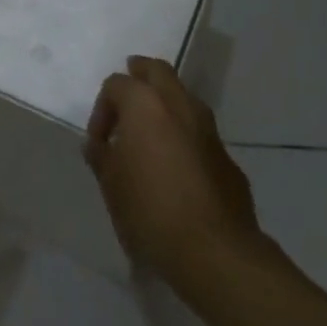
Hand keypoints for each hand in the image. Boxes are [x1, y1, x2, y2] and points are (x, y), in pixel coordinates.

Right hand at [84, 56, 268, 288]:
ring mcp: (209, 131)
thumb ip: (102, 157)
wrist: (216, 254)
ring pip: (185, 99)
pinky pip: (202, 136)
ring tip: (153, 133)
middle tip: (128, 95)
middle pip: (158, 71)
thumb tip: (98, 146)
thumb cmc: (151, 210)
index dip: (101, 109)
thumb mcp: (111, 184)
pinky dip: (187, 139)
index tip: (98, 143)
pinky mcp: (228, 161)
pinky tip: (180, 168)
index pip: (116, 85)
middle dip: (140, 77)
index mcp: (144, 103)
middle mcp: (179, 105)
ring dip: (167, 106)